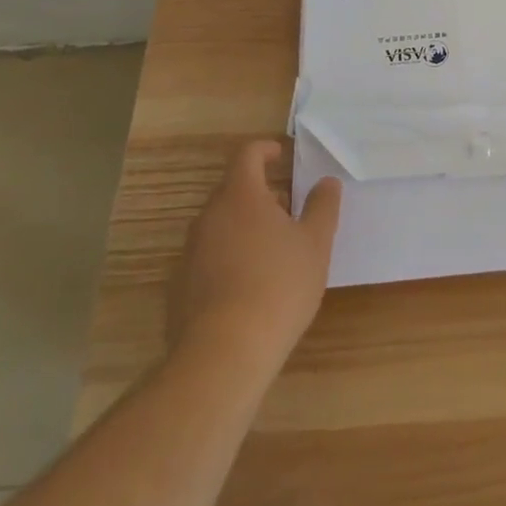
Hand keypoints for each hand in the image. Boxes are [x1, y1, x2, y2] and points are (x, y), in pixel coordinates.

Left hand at [167, 140, 341, 361]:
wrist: (223, 354)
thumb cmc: (278, 285)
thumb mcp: (315, 243)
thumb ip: (323, 206)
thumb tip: (326, 182)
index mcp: (240, 195)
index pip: (247, 155)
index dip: (266, 150)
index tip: (283, 156)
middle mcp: (209, 216)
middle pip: (233, 190)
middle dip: (261, 194)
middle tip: (289, 211)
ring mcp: (189, 253)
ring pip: (220, 225)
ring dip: (245, 227)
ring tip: (274, 252)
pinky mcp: (179, 288)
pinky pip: (208, 258)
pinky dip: (229, 258)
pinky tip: (250, 287)